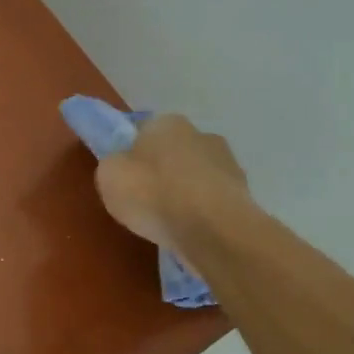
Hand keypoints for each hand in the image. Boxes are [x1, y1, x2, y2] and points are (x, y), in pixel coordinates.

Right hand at [94, 114, 250, 258]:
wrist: (212, 230)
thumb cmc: (154, 195)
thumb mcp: (109, 176)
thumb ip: (113, 164)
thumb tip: (123, 165)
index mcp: (166, 123)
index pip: (143, 131)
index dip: (132, 154)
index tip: (126, 178)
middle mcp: (201, 134)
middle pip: (173, 152)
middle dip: (162, 172)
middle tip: (147, 201)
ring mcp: (228, 163)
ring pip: (197, 176)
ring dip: (186, 193)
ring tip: (171, 222)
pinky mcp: (244, 193)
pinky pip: (213, 200)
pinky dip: (203, 212)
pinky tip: (192, 231)